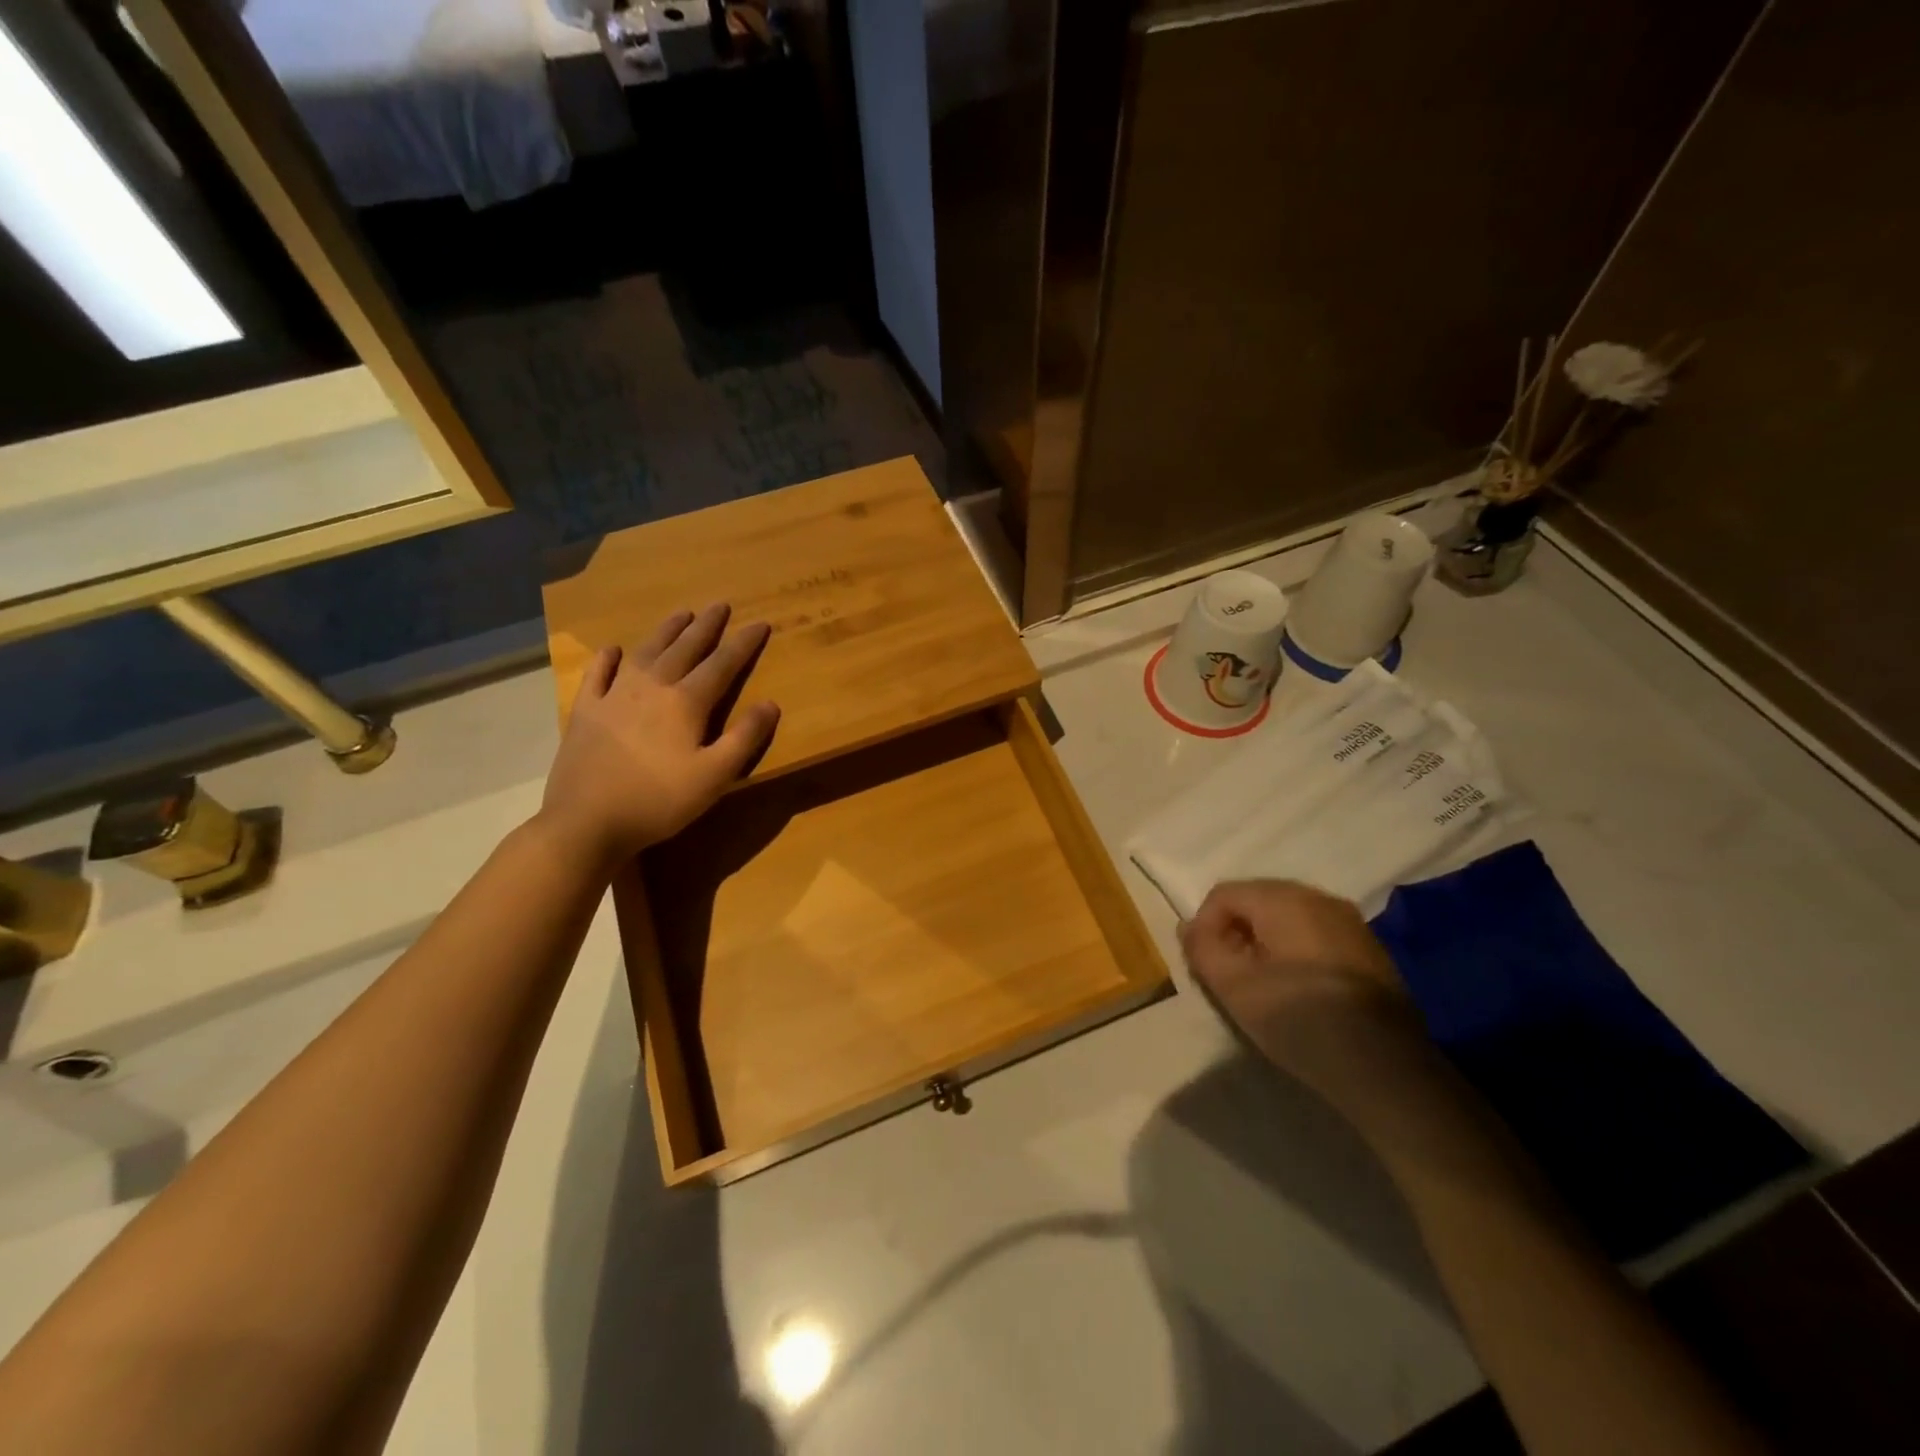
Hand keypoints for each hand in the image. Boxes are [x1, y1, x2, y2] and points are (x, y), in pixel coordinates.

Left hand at [538, 605, 779, 867]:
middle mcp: (651, 687)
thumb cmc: (659, 801)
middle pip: (684, 649)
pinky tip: (613, 650)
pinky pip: (598, 675)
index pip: (722, 664)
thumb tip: (770, 704)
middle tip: (720, 605)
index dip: (743, 643)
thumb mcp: (715, 776)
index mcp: (686, 702)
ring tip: (681, 614)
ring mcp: (613, 696)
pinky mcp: (585, 711)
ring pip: (645, 652)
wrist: (587, 822)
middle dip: (706, 626)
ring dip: (666, 631)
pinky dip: (607, 659)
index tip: (760, 623)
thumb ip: (744, 738)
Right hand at [1181, 880, 1434, 1112]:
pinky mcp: (1369, 949)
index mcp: (1284, 898)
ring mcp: (1350, 922)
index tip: (1205, 967)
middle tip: (1228, 976)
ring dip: (1263, 943)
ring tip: (1260, 987)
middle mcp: (1318, 898)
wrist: (1386, 1069)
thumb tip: (1189, 927)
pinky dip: (1294, 952)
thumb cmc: (1299, 1020)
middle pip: (1257, 901)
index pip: (1224, 894)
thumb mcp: (1233, 987)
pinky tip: (1297, 992)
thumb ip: (1202, 948)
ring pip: (1287, 918)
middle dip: (1234, 932)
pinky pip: (1315, 935)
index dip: (1204, 926)